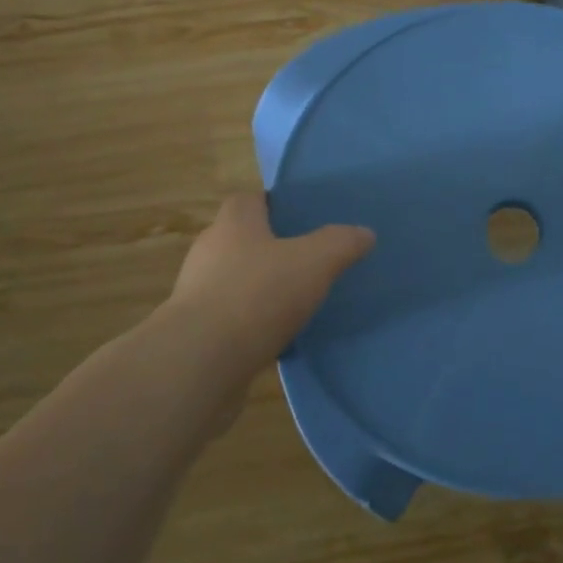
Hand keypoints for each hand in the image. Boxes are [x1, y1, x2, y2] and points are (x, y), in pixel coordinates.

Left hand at [168, 193, 374, 381]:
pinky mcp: (197, 331)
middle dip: (274, 249)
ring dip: (263, 289)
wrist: (200, 362)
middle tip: (311, 261)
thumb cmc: (257, 295)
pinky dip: (253, 324)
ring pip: (238, 281)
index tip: (305, 220)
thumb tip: (365, 232)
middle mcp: (209, 250)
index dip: (278, 205)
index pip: (252, 199)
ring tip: (299, 302)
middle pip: (244, 239)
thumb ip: (341, 243)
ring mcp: (198, 292)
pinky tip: (279, 338)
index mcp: (233, 222)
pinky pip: (232, 318)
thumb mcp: (314, 262)